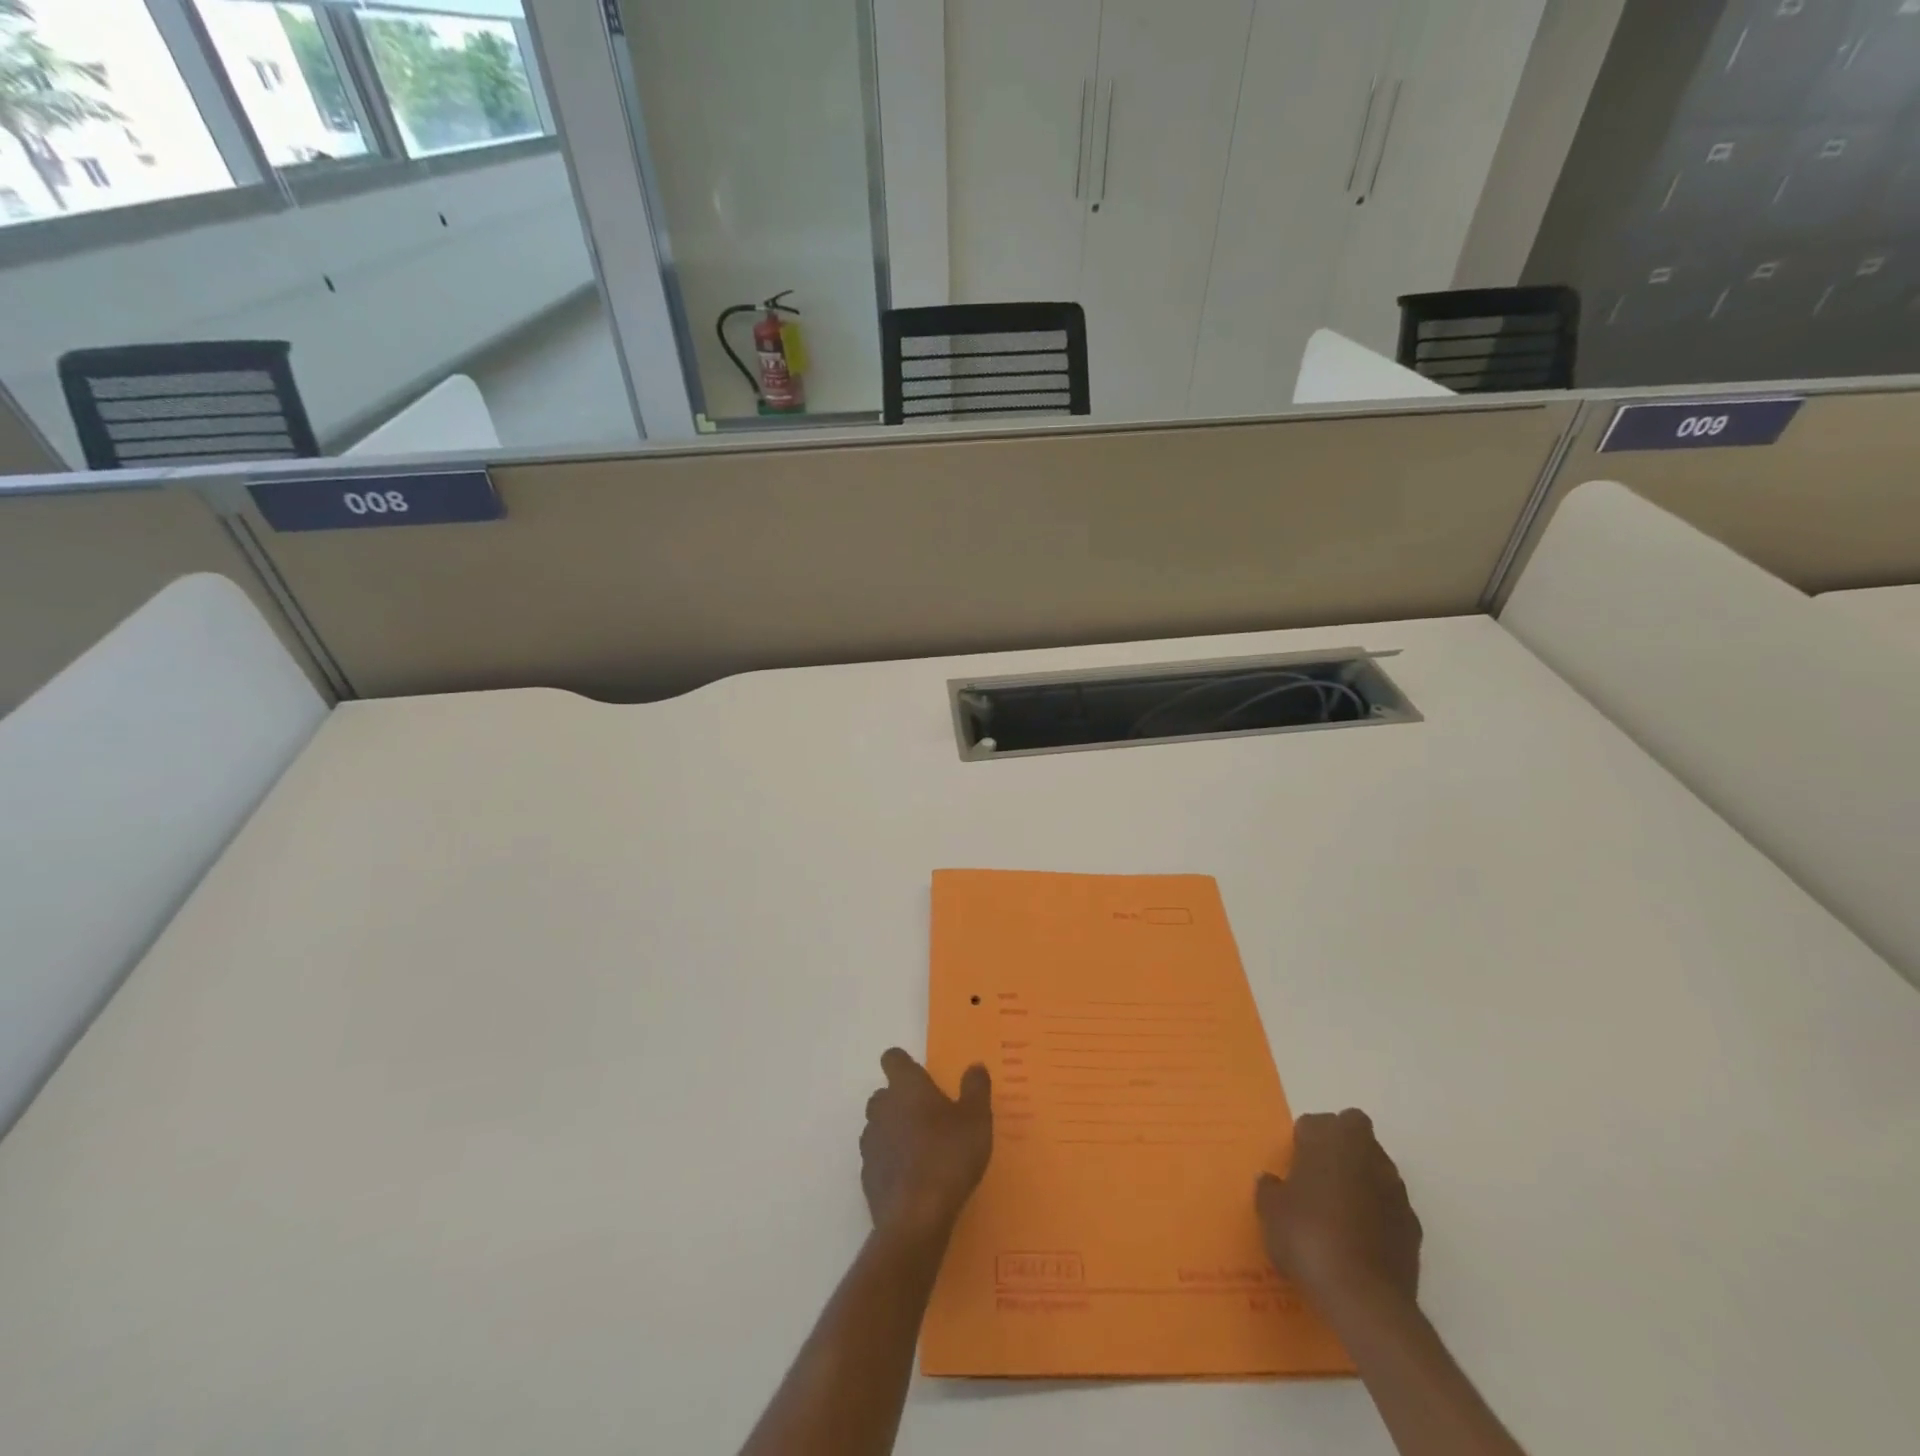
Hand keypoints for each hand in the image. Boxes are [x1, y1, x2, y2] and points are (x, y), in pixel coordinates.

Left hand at [860, 1049, 992, 1238]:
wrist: (916, 1217)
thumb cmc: (949, 1156)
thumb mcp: (976, 1119)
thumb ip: (975, 1088)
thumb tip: (975, 1065)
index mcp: (906, 1087)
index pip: (893, 1059)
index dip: (904, 1063)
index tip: (920, 1075)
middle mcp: (882, 1108)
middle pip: (883, 1094)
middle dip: (901, 1100)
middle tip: (928, 1116)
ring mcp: (871, 1143)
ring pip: (879, 1126)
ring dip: (894, 1131)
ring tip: (922, 1149)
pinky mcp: (867, 1176)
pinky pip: (878, 1158)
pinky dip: (891, 1162)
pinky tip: (912, 1178)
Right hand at [1256, 1109, 1420, 1316]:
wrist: (1363, 1299)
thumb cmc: (1308, 1236)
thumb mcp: (1270, 1210)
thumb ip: (1270, 1188)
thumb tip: (1274, 1183)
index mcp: (1331, 1138)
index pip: (1316, 1122)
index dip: (1304, 1141)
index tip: (1294, 1166)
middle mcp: (1368, 1154)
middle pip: (1355, 1134)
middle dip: (1340, 1149)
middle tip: (1318, 1178)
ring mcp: (1396, 1190)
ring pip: (1376, 1169)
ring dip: (1361, 1180)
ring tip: (1338, 1214)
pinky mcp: (1413, 1227)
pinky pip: (1390, 1208)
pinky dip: (1377, 1216)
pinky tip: (1358, 1242)